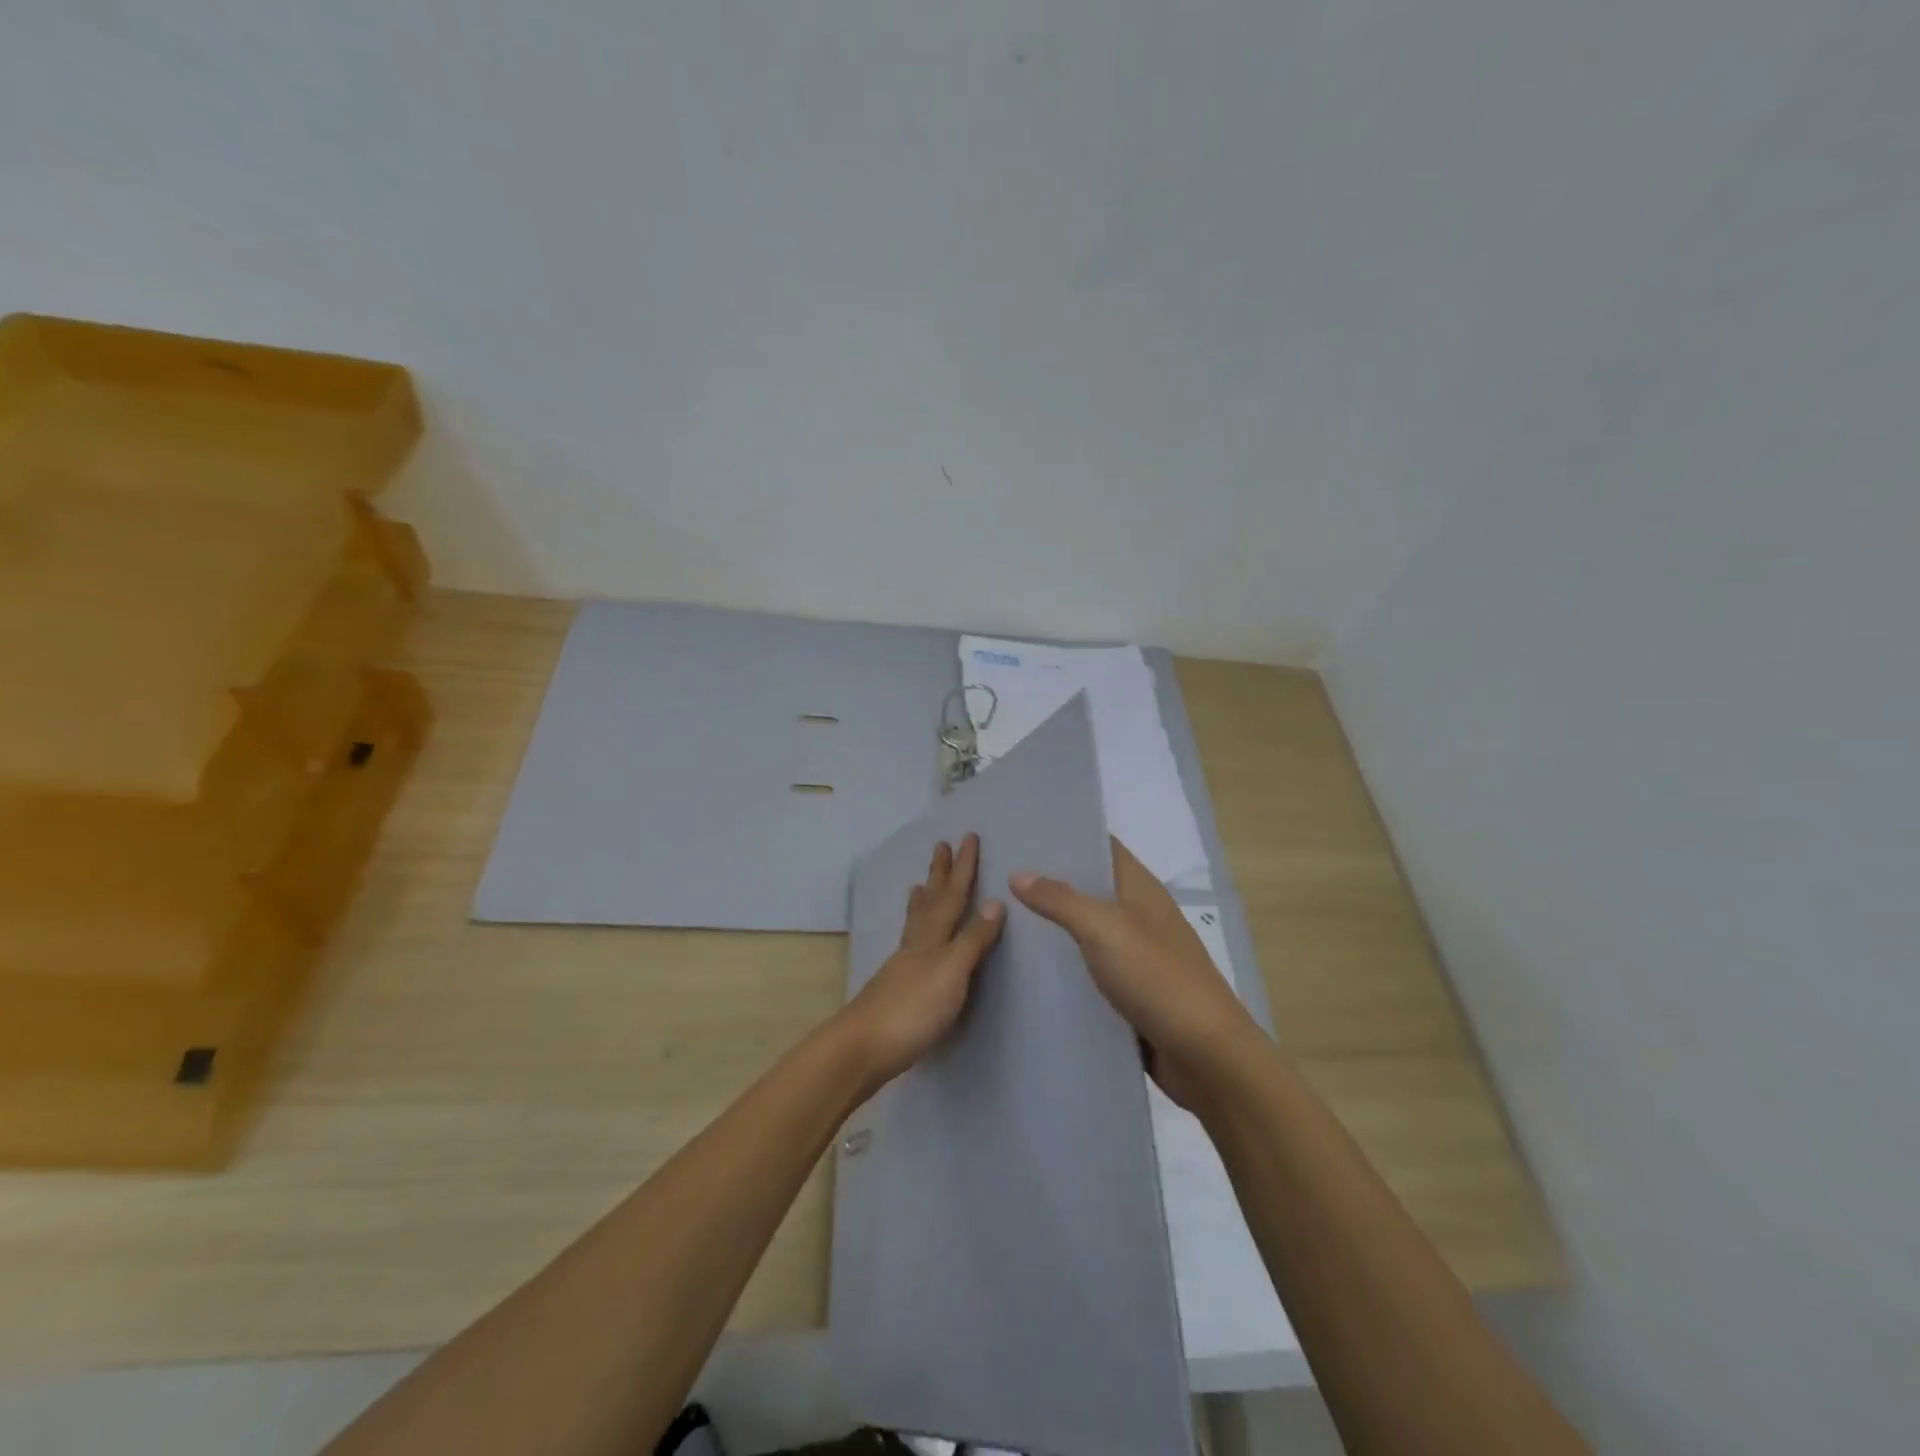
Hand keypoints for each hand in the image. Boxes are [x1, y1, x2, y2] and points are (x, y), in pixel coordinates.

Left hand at [841, 834, 1003, 1091]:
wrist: (863, 1048)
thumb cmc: (913, 1008)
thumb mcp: (952, 971)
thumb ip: (973, 939)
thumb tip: (995, 900)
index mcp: (932, 937)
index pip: (953, 895)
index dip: (963, 867)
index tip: (968, 836)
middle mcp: (916, 944)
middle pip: (930, 901)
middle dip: (939, 874)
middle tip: (940, 845)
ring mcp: (903, 965)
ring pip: (916, 922)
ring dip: (923, 900)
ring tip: (919, 884)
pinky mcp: (896, 987)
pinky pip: (910, 945)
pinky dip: (914, 932)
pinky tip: (912, 942)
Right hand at [1012, 838, 1255, 1108]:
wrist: (1205, 1055)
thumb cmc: (1158, 977)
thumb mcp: (1105, 929)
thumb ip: (1061, 900)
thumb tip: (1018, 873)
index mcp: (1141, 889)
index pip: (1102, 846)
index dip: (1067, 835)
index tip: (1023, 830)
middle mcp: (1139, 915)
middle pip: (1090, 888)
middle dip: (1050, 880)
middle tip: (997, 873)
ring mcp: (1136, 955)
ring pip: (1086, 930)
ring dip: (1053, 925)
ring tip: (1000, 915)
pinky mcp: (1129, 992)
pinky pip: (1089, 968)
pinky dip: (1063, 964)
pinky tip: (1027, 966)